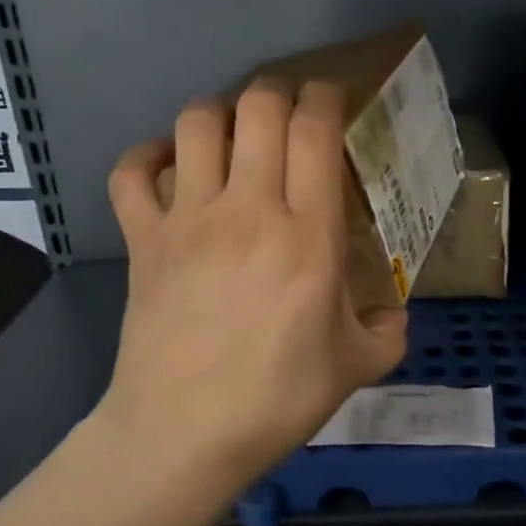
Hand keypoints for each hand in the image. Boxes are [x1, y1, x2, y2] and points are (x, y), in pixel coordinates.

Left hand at [99, 80, 408, 483]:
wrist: (184, 434)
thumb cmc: (278, 399)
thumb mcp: (357, 368)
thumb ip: (389, 333)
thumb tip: (394, 315)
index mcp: (308, 235)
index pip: (314, 132)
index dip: (324, 98)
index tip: (331, 97)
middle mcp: (248, 210)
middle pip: (256, 109)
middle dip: (276, 92)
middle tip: (288, 111)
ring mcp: (188, 221)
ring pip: (195, 125)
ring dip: (218, 113)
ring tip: (232, 134)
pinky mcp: (143, 240)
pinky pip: (131, 174)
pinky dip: (146, 156)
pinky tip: (166, 165)